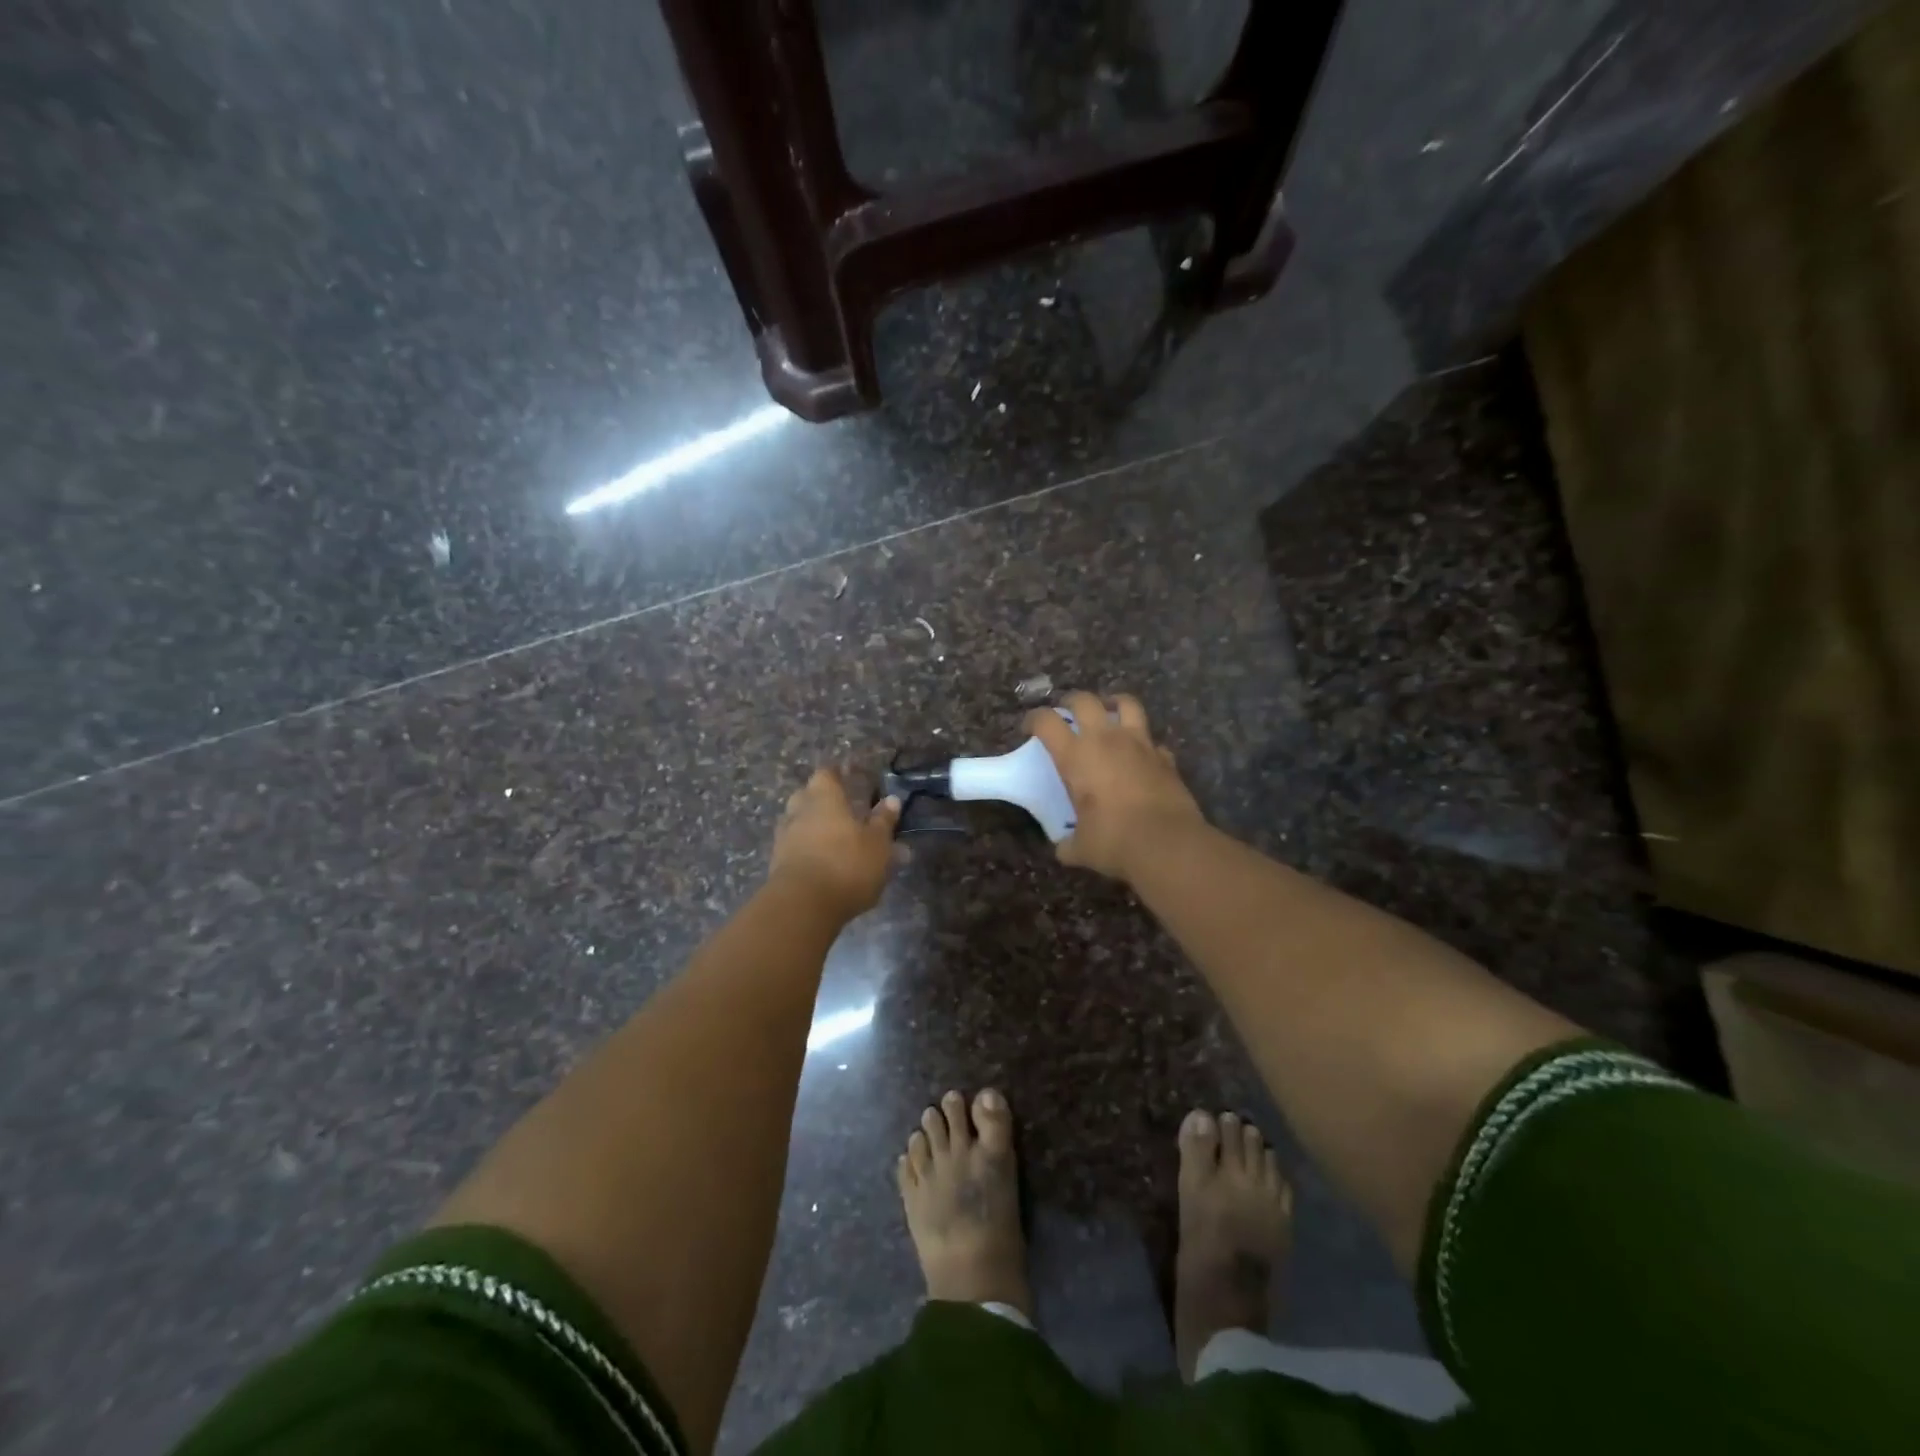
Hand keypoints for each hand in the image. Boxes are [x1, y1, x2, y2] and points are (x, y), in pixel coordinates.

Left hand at [767, 768, 902, 920]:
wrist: (802, 906)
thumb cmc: (846, 864)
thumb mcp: (878, 844)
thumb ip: (883, 821)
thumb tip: (891, 799)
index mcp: (823, 797)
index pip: (827, 774)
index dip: (838, 775)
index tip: (850, 778)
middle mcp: (799, 811)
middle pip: (807, 797)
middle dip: (824, 802)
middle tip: (843, 811)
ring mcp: (784, 838)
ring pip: (800, 824)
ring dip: (816, 829)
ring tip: (837, 843)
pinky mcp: (777, 865)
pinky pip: (796, 849)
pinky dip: (809, 851)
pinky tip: (826, 864)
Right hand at [1024, 691, 1203, 882]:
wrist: (1168, 844)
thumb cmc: (1114, 841)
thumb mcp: (1081, 848)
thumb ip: (1068, 843)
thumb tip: (1064, 849)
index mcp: (1076, 756)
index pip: (1046, 722)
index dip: (1034, 719)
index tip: (1029, 728)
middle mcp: (1106, 740)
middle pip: (1084, 700)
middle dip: (1071, 701)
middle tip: (1066, 712)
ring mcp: (1140, 744)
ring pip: (1126, 703)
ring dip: (1113, 703)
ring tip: (1108, 712)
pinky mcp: (1165, 756)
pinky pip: (1151, 739)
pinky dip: (1143, 742)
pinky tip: (1139, 755)